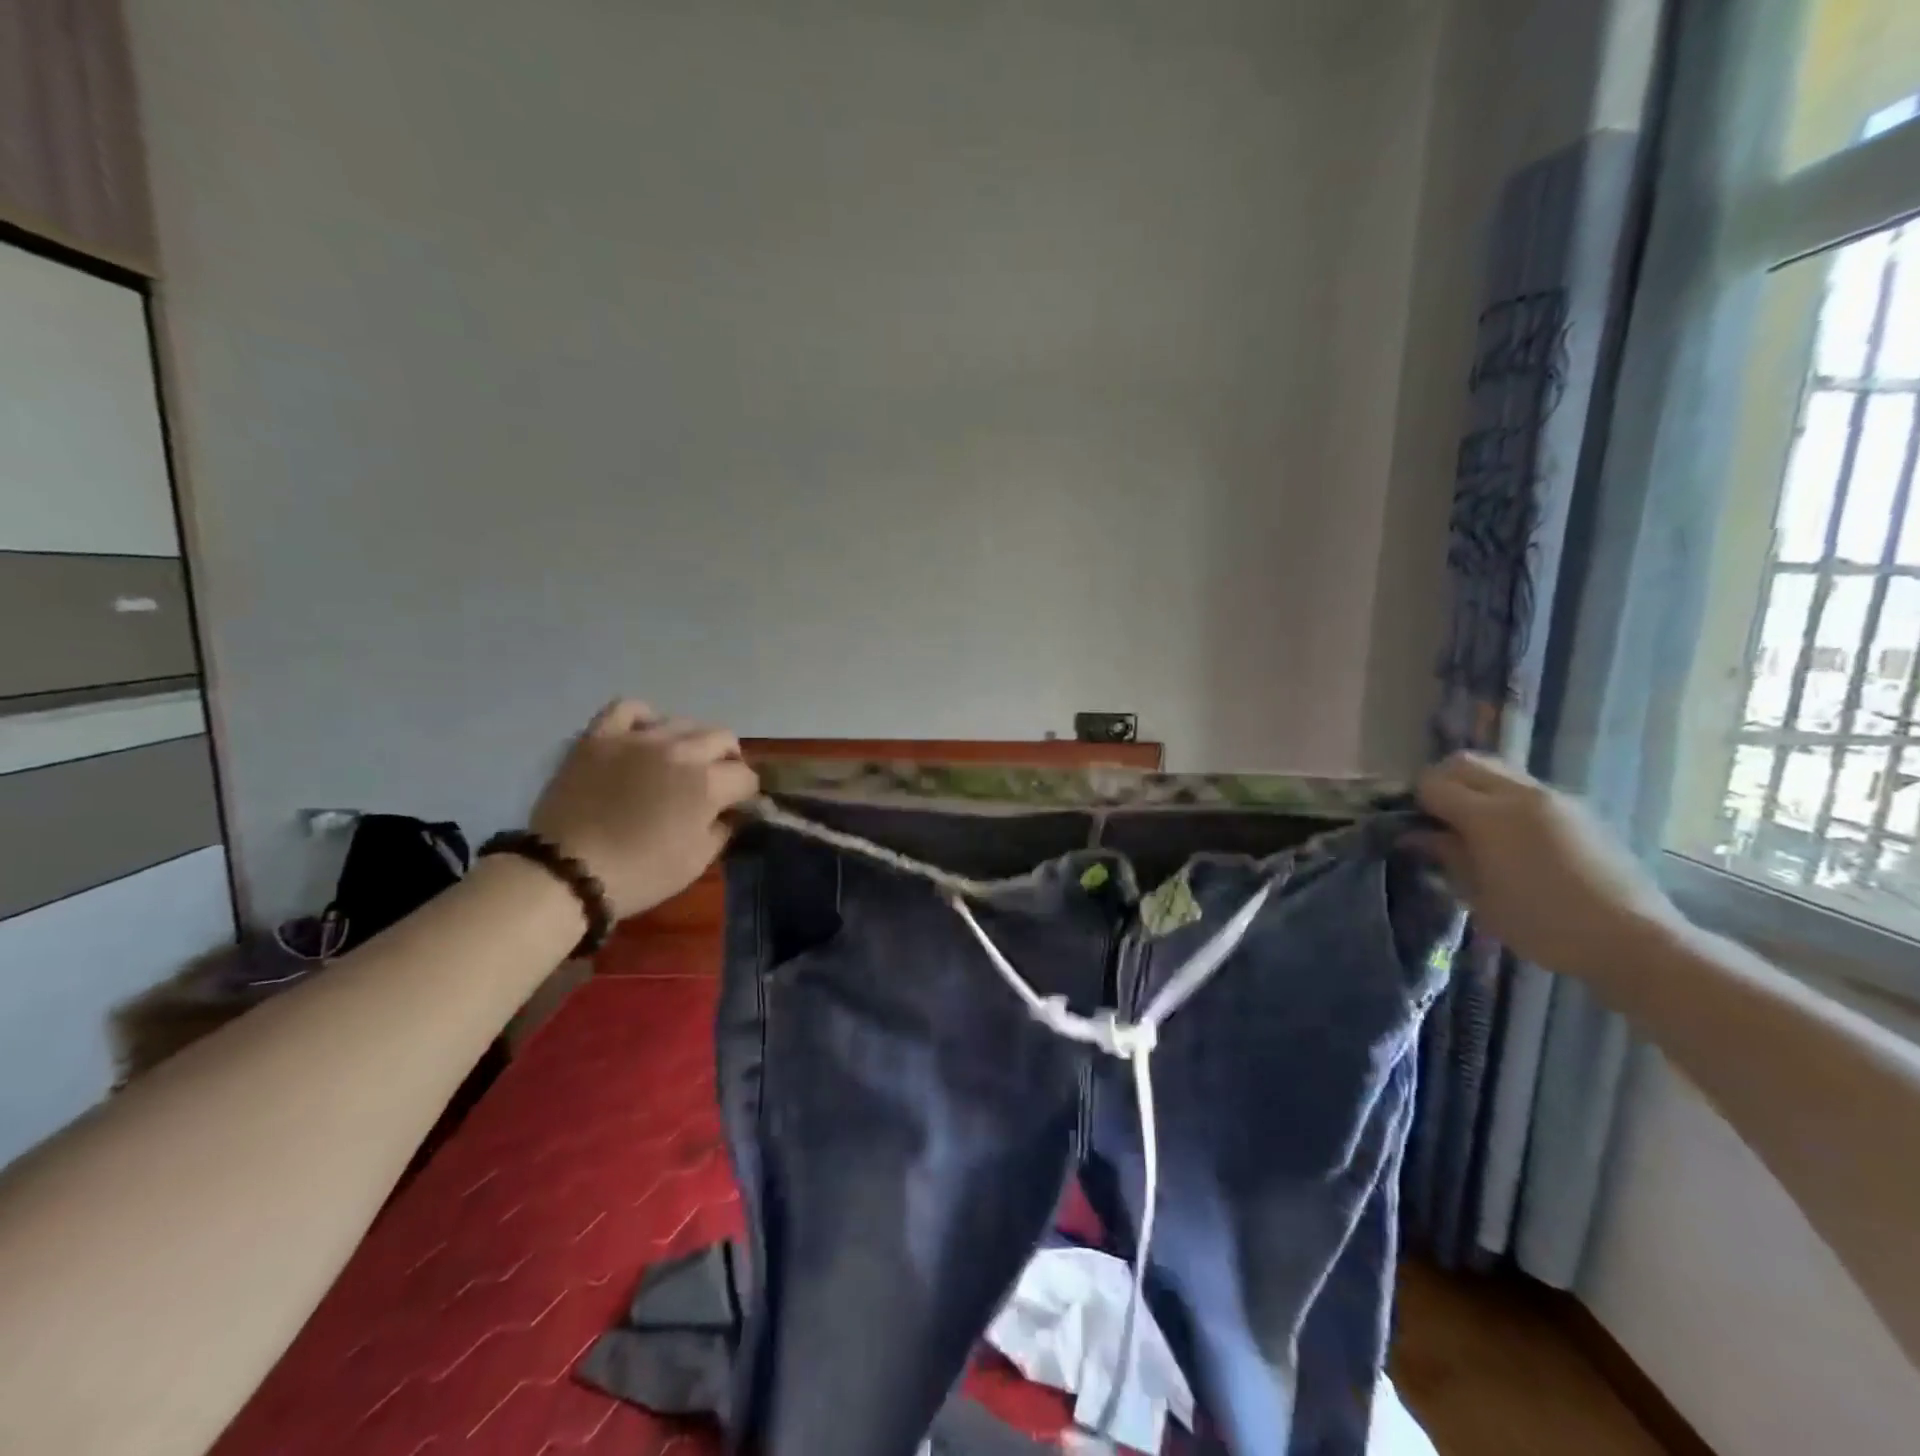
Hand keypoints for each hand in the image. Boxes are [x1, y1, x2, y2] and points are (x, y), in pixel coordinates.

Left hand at [529, 700, 759, 918]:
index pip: (745, 776)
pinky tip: (644, 737)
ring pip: (682, 722)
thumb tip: (730, 812)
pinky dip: (644, 718)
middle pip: (722, 738)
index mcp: (708, 784)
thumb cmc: (640, 873)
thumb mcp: (696, 862)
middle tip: (713, 783)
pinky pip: (629, 708)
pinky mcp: (601, 736)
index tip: (735, 808)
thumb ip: (723, 829)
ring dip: (691, 742)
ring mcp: (638, 738)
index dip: (744, 794)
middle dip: (726, 761)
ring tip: (678, 762)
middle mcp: (680, 751)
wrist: (566, 873)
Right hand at [1413, 753, 1683, 984]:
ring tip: (1473, 827)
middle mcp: (1521, 795)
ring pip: (1498, 771)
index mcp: (1489, 816)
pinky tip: (1511, 839)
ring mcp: (1555, 799)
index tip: (1413, 827)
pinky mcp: (1579, 811)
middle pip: (1465, 762)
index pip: (1433, 784)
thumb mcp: (1479, 896)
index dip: (1416, 802)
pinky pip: (1527, 789)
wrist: (1632, 940)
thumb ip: (1446, 856)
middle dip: (1442, 782)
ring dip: (1476, 788)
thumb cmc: (1542, 924)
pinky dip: (1505, 800)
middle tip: (1437, 817)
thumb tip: (1416, 835)